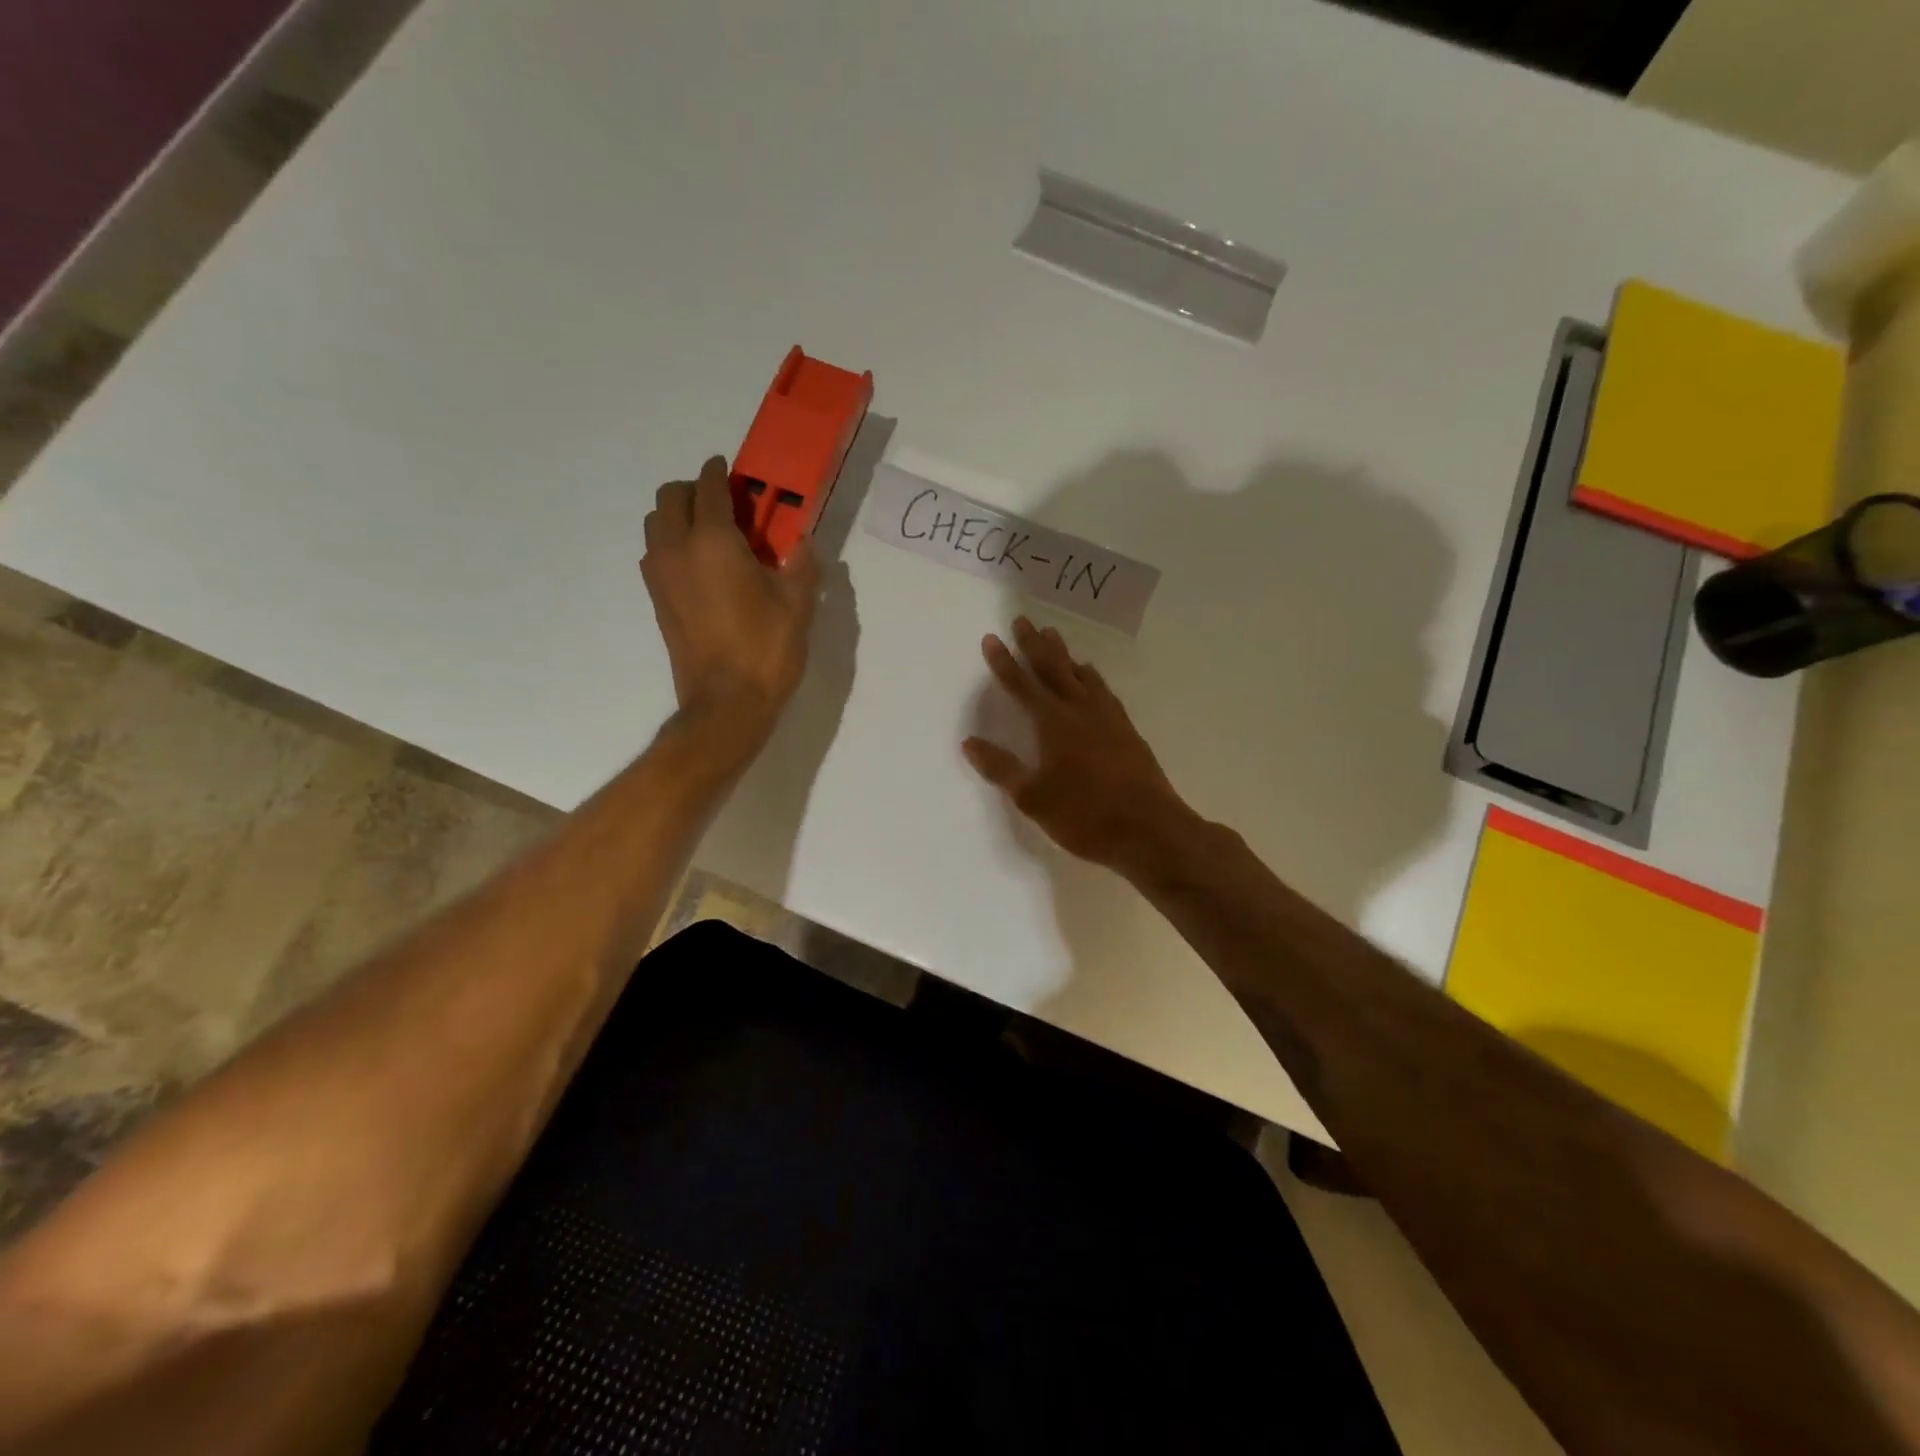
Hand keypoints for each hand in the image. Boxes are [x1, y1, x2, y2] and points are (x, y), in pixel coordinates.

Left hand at [641, 456, 818, 731]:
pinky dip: (672, 543)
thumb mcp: (798, 604)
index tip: (730, 469)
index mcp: (714, 542)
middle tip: (726, 504)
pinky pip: (656, 553)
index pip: (710, 488)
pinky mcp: (656, 600)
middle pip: (671, 498)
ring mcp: (660, 576)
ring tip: (712, 534)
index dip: (720, 473)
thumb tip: (803, 543)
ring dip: (679, 516)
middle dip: (695, 490)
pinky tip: (702, 566)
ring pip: (656, 524)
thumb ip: (802, 564)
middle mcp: (677, 549)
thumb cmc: (766, 650)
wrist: (726, 703)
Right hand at [964, 617, 1190, 875]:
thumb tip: (970, 742)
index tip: (992, 638)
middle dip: (1035, 645)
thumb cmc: (1085, 816)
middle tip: (1023, 620)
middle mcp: (1080, 711)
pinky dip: (1092, 677)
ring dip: (1064, 655)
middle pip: (1054, 669)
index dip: (1004, 663)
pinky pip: (1104, 691)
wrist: (1150, 830)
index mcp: (1054, 724)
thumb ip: (1001, 768)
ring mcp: (1108, 718)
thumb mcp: (1033, 798)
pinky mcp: (1127, 731)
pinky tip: (1092, 678)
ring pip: (1082, 675)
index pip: (1022, 685)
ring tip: (1054, 637)